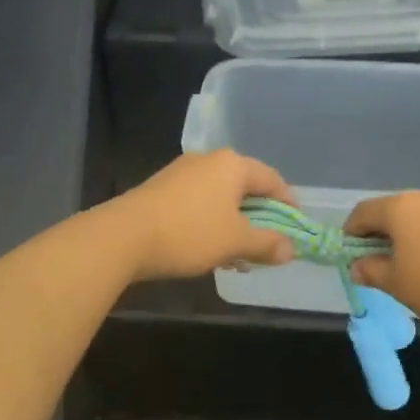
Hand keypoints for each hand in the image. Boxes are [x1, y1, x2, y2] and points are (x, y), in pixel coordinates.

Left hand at [106, 151, 296, 282]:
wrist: (123, 237)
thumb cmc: (190, 233)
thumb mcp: (235, 242)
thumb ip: (267, 244)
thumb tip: (290, 250)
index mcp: (231, 164)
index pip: (272, 179)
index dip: (288, 204)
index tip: (295, 228)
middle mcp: (207, 161)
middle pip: (245, 188)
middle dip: (258, 219)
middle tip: (267, 247)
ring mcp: (180, 174)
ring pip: (220, 199)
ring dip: (233, 226)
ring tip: (238, 258)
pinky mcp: (160, 191)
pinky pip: (197, 205)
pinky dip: (210, 225)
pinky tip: (208, 251)